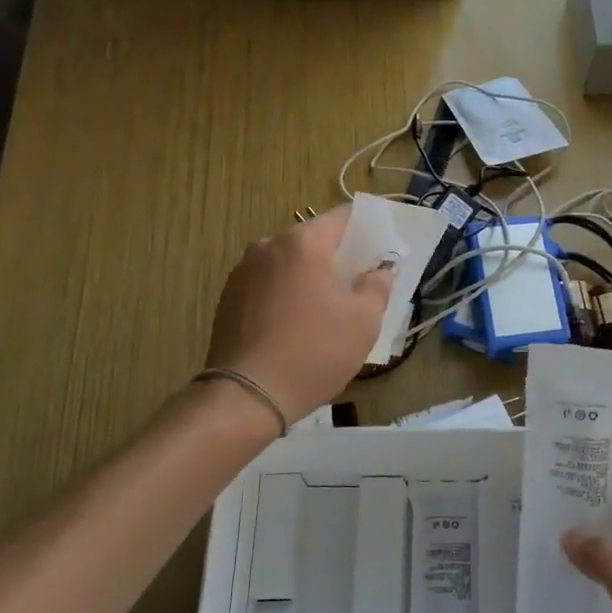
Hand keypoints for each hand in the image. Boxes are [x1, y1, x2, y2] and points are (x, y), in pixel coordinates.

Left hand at [204, 207, 392, 422]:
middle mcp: (268, 246)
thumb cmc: (314, 352)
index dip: (368, 229)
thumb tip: (379, 270)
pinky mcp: (228, 298)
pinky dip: (288, 294)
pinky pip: (269, 284)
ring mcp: (243, 272)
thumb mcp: (364, 321)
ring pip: (290, 263)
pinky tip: (299, 324)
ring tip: (330, 308)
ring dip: (312, 277)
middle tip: (362, 283)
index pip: (344, 217)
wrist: (247, 396)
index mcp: (303, 243)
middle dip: (339, 257)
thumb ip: (377, 286)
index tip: (383, 249)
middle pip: (314, 240)